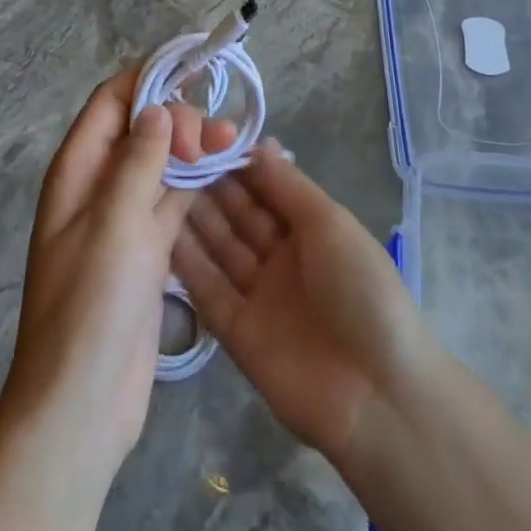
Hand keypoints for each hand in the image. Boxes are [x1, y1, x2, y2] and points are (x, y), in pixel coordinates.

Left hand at [0, 71, 233, 480]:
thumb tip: (156, 107)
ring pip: (163, 164)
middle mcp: (99, 186)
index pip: (111, 102)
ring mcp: (124, 219)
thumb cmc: (91, 305)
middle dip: (181, 119)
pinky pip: (174, 200)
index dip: (148, 79)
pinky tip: (230, 174)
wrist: (83, 404)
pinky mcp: (148, 249)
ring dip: (195, 149)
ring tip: (236, 145)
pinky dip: (199, 184)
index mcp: (78, 171)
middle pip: (141, 129)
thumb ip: (138, 159)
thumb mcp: (115, 221)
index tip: (194, 72)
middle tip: (219, 136)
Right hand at [172, 141, 435, 466]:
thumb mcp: (330, 224)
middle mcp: (282, 257)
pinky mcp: (236, 332)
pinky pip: (208, 291)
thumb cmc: (361, 290)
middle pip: (239, 216)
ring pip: (220, 249)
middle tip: (167, 158)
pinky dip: (187, 266)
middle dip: (209, 188)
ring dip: (193, 220)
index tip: (198, 138)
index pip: (265, 188)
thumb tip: (257, 143)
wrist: (375, 392)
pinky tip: (158, 236)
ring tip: (155, 187)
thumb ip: (289, 186)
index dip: (236, 165)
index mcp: (311, 229)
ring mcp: (258, 295)